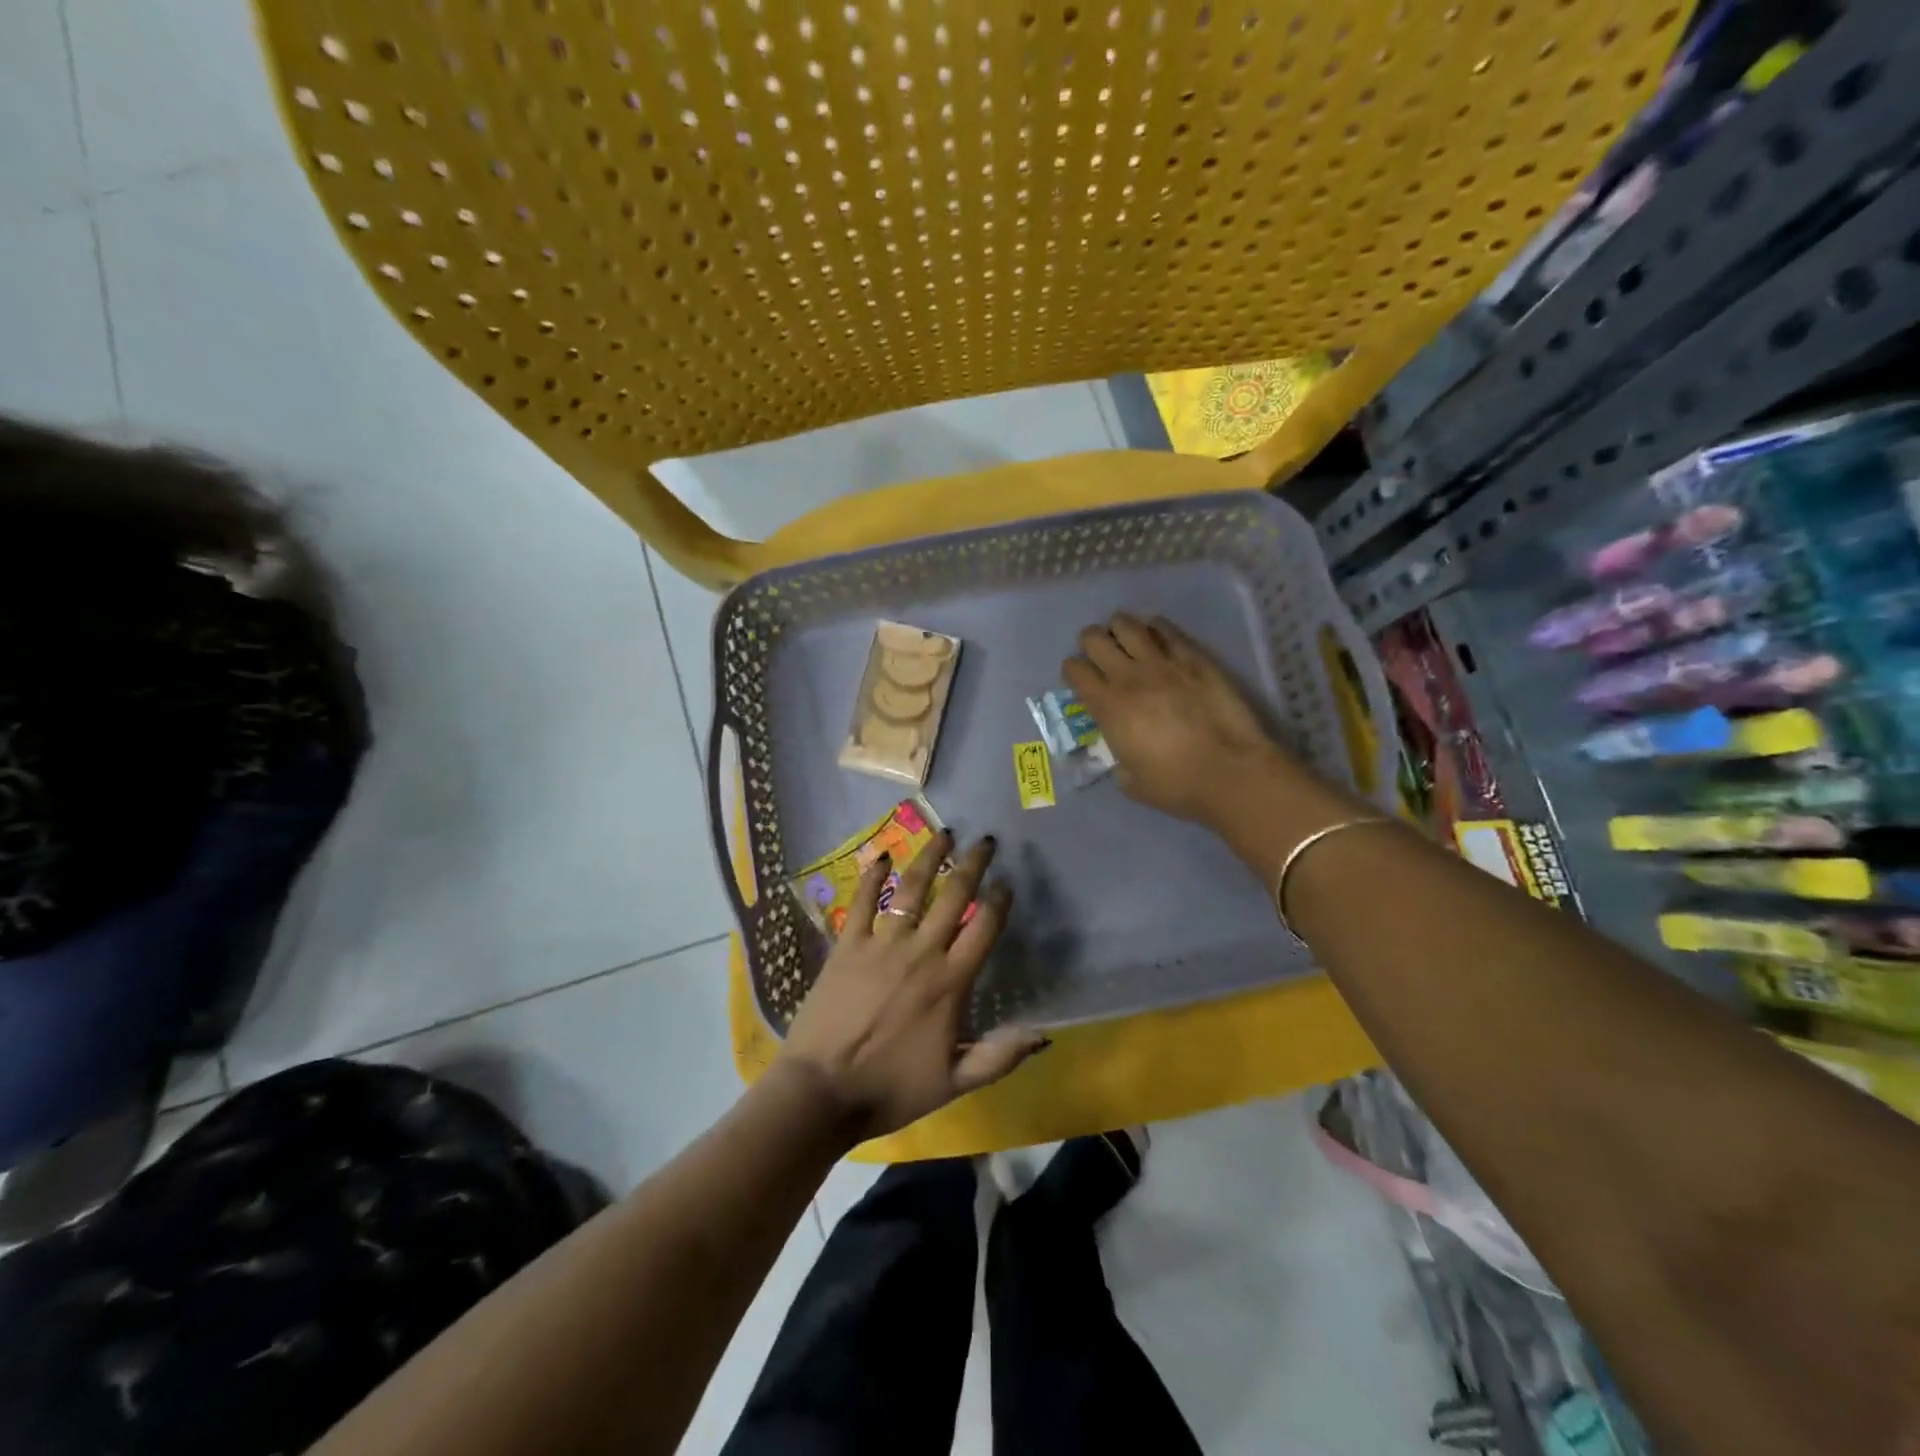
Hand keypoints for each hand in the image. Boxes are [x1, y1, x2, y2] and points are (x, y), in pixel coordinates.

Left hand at [777, 830, 1047, 1143]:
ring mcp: (881, 944)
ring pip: (912, 889)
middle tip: (984, 840)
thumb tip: (1044, 1033)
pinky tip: (882, 857)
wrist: (823, 1092)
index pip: (983, 927)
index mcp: (950, 982)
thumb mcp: (954, 1082)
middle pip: (953, 896)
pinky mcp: (847, 945)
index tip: (1008, 881)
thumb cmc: (891, 1088)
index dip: (1000, 899)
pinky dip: (873, 877)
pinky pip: (863, 902)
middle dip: (972, 864)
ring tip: (944, 833)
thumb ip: (1000, 1056)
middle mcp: (920, 952)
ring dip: (930, 858)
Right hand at [1064, 612, 1283, 825]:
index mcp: (1107, 706)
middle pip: (1094, 638)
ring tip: (1127, 640)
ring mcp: (1163, 662)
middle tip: (1101, 655)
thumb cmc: (1176, 785)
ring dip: (1120, 629)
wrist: (1229, 772)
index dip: (1073, 671)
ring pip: (1128, 625)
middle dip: (1091, 643)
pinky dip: (1156, 629)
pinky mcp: (1194, 658)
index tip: (1081, 680)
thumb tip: (1122, 752)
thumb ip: (1118, 759)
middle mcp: (1128, 676)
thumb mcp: (1129, 781)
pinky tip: (1158, 637)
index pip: (1075, 669)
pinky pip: (1167, 629)